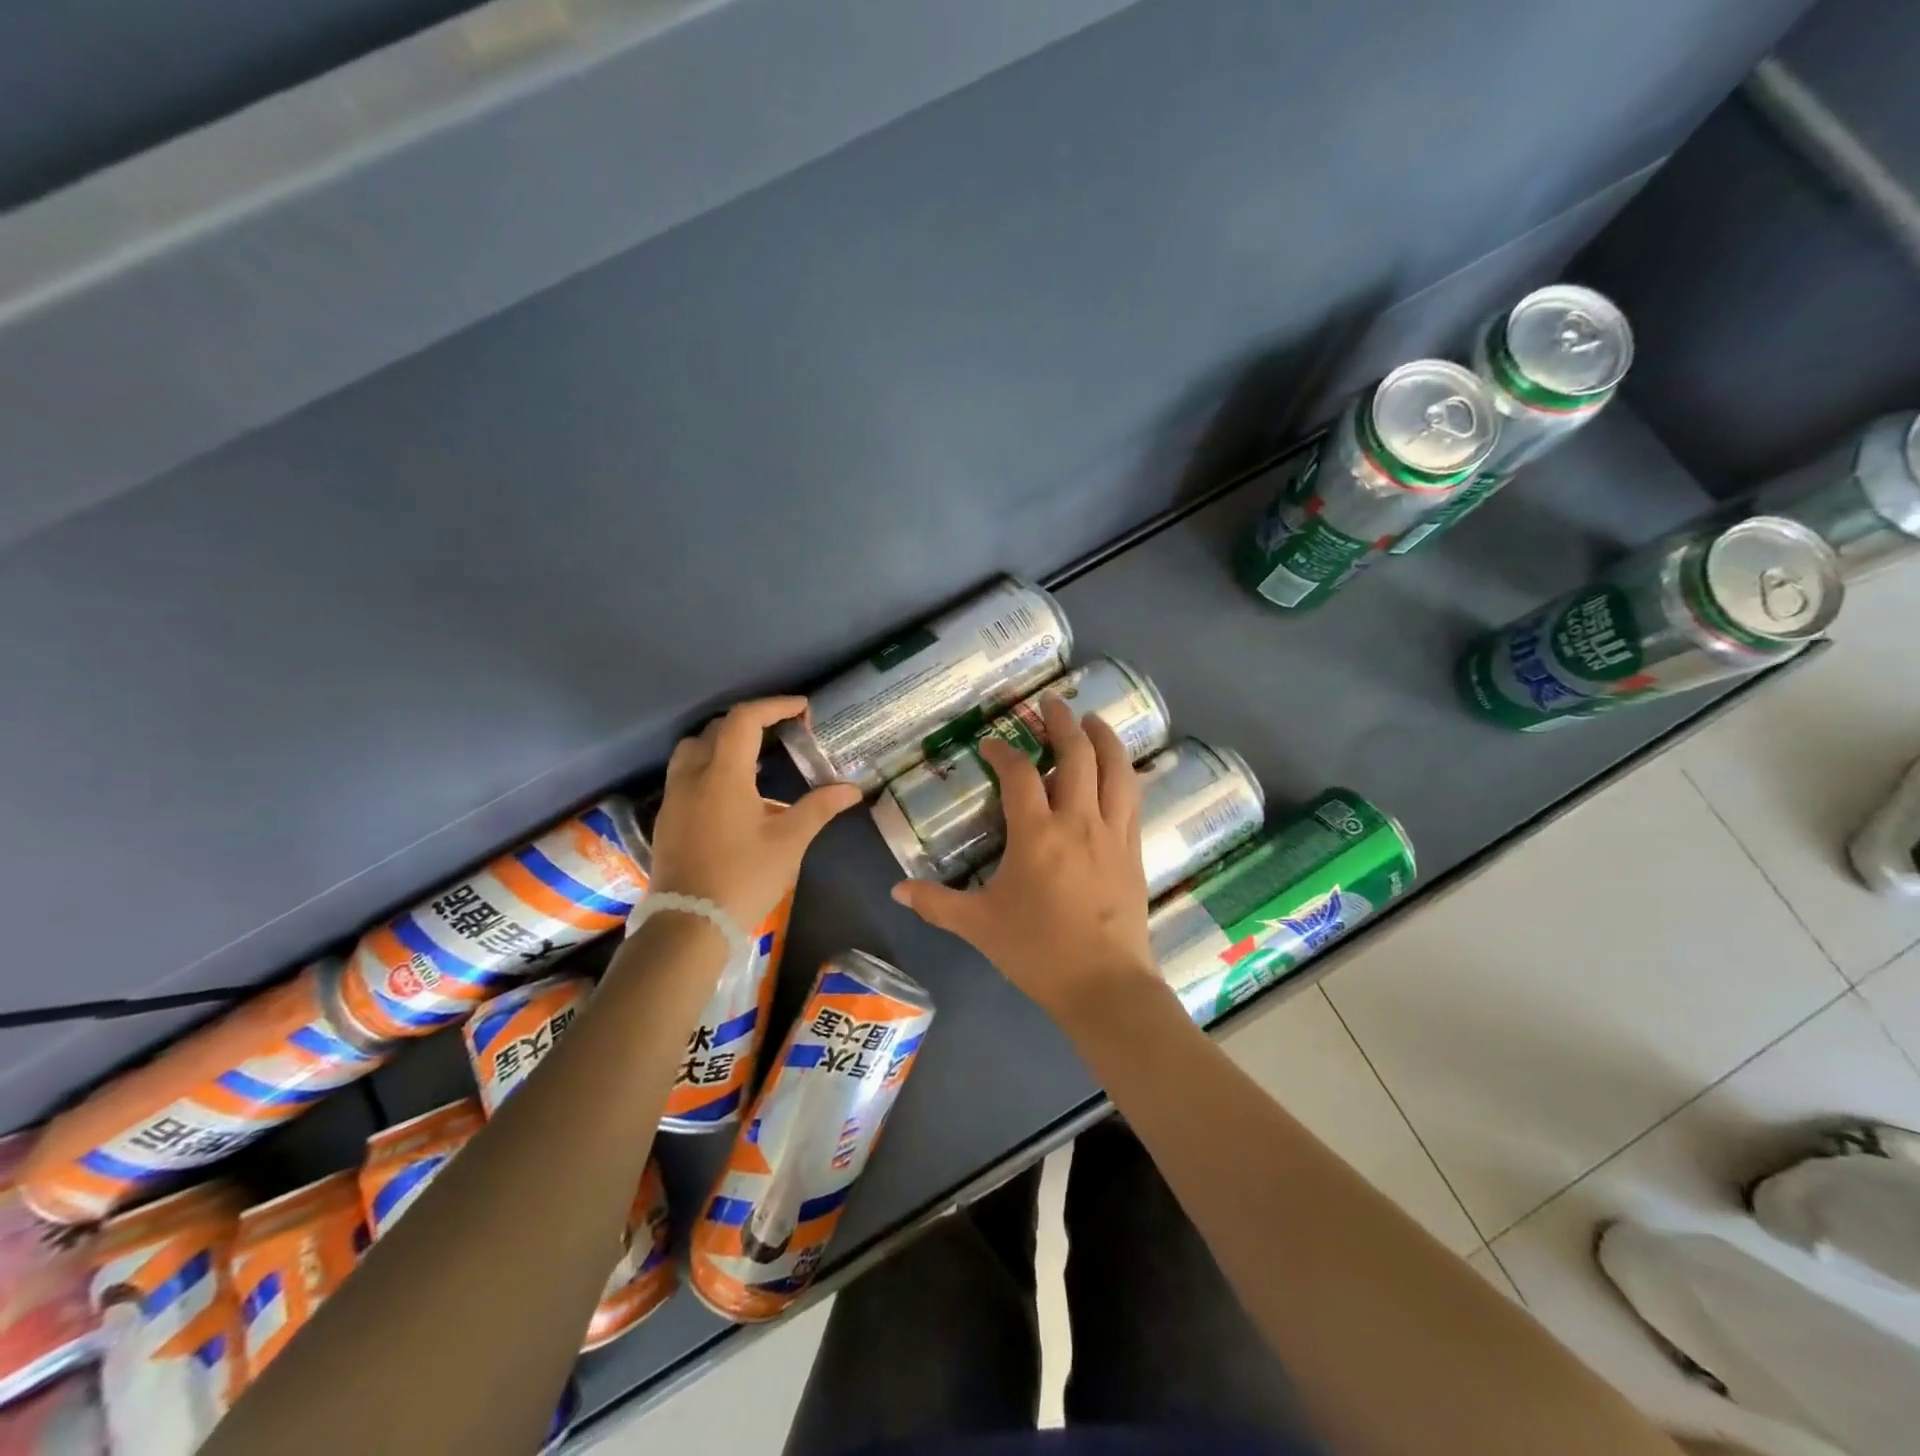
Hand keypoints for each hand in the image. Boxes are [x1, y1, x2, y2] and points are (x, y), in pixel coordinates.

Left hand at [650, 698, 860, 933]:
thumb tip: (851, 790)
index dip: (774, 706)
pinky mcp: (667, 820)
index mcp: (723, 775)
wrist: (689, 924)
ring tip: (752, 758)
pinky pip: (685, 776)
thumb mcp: (789, 842)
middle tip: (780, 732)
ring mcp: (674, 798)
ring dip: (721, 742)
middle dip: (749, 722)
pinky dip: (708, 768)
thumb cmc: (743, 877)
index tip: (802, 708)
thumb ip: (818, 808)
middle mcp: (692, 777)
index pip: (745, 720)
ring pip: (692, 750)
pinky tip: (731, 794)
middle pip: (715, 729)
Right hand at [892, 696, 1157, 1025]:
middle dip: (1063, 722)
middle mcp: (1078, 821)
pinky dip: (1125, 775)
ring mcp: (1112, 833)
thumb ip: (936, 903)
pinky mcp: (1135, 850)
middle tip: (1053, 702)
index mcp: (1037, 833)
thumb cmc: (1037, 951)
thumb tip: (896, 890)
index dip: (1004, 752)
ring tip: (1093, 720)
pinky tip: (1120, 770)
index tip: (991, 744)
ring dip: (1104, 738)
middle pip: (1077, 755)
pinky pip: (1132, 800)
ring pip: (1115, 770)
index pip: (1019, 774)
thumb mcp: (978, 926)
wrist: (1104, 985)